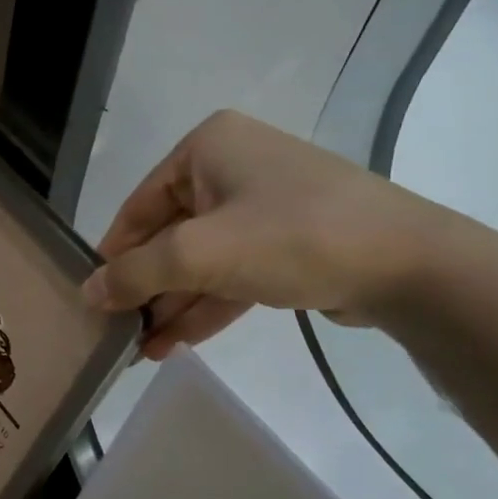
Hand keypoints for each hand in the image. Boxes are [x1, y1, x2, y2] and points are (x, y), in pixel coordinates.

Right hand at [82, 110, 441, 358]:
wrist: (410, 265)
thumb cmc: (291, 237)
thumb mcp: (199, 254)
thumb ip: (135, 273)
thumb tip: (87, 293)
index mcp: (208, 148)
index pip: (139, 205)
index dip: (113, 255)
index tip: (93, 299)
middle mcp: (232, 167)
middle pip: (169, 235)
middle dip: (146, 288)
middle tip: (117, 332)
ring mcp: (263, 206)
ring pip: (201, 260)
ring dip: (172, 304)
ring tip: (140, 351)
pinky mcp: (287, 243)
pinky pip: (232, 273)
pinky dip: (205, 306)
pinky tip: (175, 344)